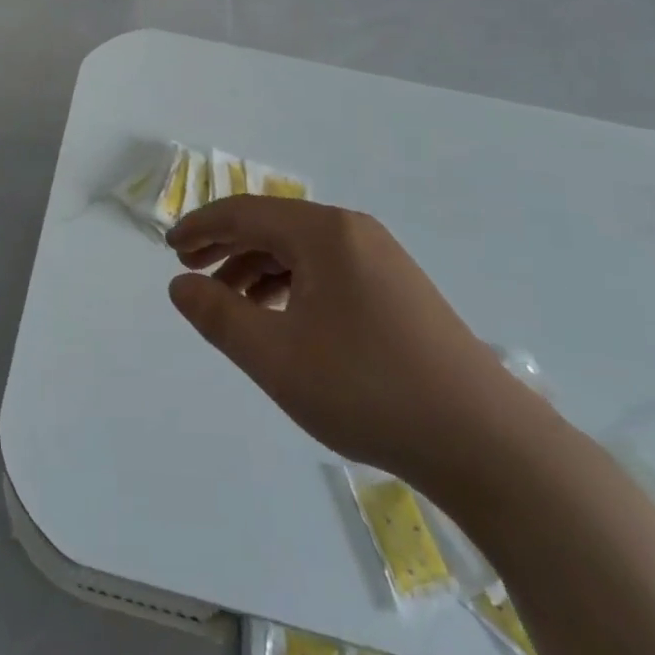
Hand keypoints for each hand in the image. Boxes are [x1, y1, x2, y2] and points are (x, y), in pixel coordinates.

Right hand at [166, 195, 536, 487]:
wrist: (485, 442)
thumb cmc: (368, 389)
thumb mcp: (276, 358)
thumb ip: (218, 316)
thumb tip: (179, 285)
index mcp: (323, 232)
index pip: (245, 213)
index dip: (202, 227)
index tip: (169, 248)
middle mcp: (352, 231)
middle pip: (272, 226)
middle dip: (226, 246)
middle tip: (190, 270)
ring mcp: (380, 258)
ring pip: (300, 250)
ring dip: (257, 268)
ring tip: (229, 303)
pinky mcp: (397, 288)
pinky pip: (327, 270)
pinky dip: (291, 285)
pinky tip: (281, 318)